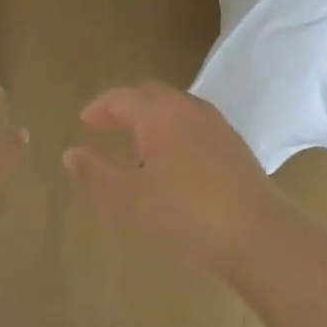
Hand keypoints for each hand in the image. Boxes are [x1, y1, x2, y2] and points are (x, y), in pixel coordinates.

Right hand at [62, 82, 299, 278]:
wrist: (256, 232)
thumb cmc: (184, 212)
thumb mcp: (129, 198)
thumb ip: (96, 173)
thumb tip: (70, 153)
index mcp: (158, 113)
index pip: (121, 98)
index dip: (99, 108)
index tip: (84, 123)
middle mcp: (187, 108)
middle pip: (150, 95)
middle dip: (125, 108)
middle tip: (106, 128)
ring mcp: (215, 123)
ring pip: (175, 108)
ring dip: (151, 119)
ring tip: (137, 146)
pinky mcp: (233, 142)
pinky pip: (194, 124)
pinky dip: (174, 130)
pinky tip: (173, 161)